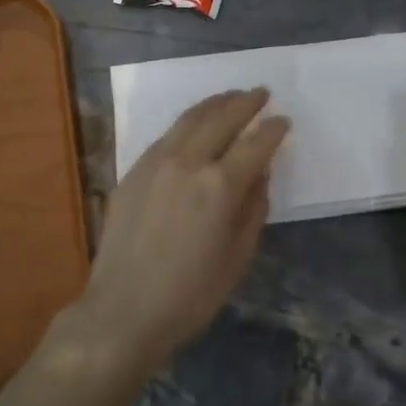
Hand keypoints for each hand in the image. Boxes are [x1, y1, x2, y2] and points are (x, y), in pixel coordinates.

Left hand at [75, 89, 289, 372]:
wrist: (122, 312)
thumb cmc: (190, 295)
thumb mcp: (237, 257)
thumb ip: (253, 210)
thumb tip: (259, 176)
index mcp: (220, 187)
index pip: (255, 145)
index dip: (272, 130)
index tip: (283, 121)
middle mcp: (188, 163)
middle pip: (221, 120)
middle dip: (245, 103)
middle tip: (261, 93)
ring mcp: (155, 164)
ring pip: (189, 119)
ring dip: (214, 104)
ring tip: (230, 96)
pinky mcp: (133, 172)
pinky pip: (165, 136)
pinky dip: (187, 122)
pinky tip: (194, 125)